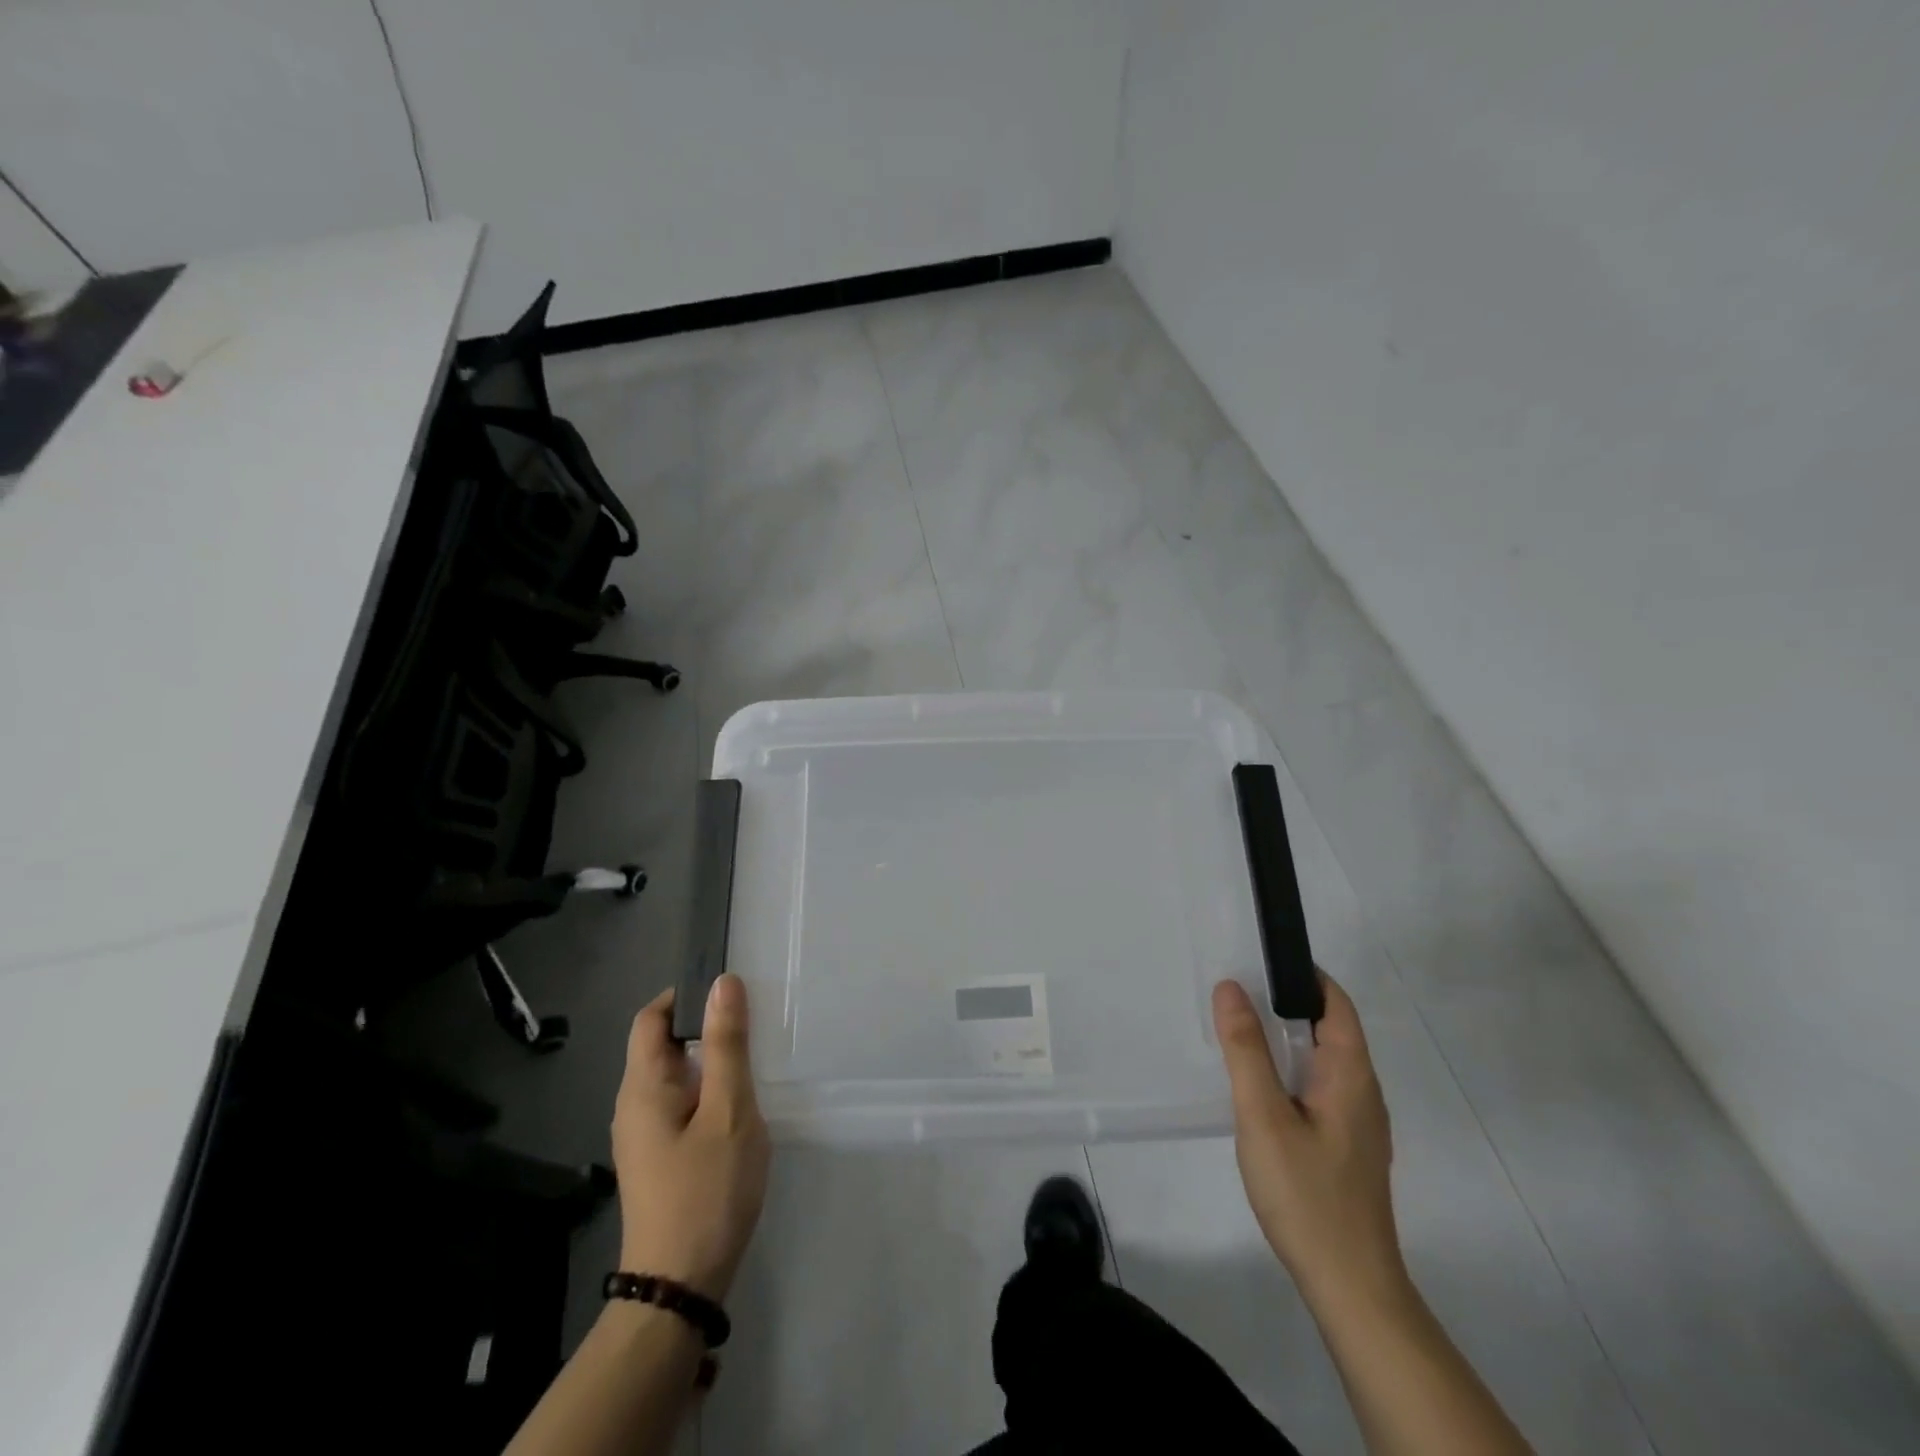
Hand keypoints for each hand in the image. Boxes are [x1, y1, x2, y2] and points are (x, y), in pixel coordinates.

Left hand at [612, 974, 770, 1302]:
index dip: (686, 995)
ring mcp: (643, 1135)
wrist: (680, 1286)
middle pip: (663, 1045)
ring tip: (753, 1063)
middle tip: (753, 1027)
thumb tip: (723, 984)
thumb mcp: (728, 1111)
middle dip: (705, 1028)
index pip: (651, 1018)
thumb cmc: (706, 1191)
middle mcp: (633, 1105)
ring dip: (711, 1062)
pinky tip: (739, 1107)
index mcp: (643, 1087)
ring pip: (676, 1076)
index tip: (730, 994)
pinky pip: (681, 1104)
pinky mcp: (658, 1157)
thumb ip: (727, 1046)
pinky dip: (708, 1091)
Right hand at [1213, 971, 1404, 1308]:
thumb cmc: (1307, 1194)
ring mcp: (1359, 1123)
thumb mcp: (1263, 1115)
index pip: (1337, 1004)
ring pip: (1324, 1062)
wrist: (1351, 1286)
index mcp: (1351, 1075)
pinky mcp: (1348, 1148)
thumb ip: (1246, 1049)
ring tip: (1240, 1033)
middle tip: (1236, 992)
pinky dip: (1291, 1071)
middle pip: (1331, 1029)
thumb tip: (1231, 987)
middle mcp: (1363, 1092)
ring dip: (1287, 1039)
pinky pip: (1320, 1089)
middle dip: (1287, 1004)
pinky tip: (1260, 1089)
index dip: (1305, 975)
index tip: (1260, 958)